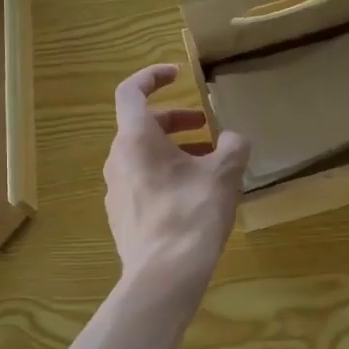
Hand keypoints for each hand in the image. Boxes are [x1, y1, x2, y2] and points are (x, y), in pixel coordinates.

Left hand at [104, 65, 250, 297]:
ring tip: (208, 165)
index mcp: (135, 139)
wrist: (164, 274)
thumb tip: (232, 140)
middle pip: (142, 126)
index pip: (131, 92)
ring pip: (143, 157)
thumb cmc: (192, 213)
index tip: (177, 74)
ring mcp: (116, 190)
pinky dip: (165, 176)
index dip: (152, 77)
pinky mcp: (121, 216)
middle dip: (176, 121)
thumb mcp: (224, 174)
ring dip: (174, 151)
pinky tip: (193, 197)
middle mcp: (118, 159)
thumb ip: (232, 146)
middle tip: (207, 128)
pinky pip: (142, 182)